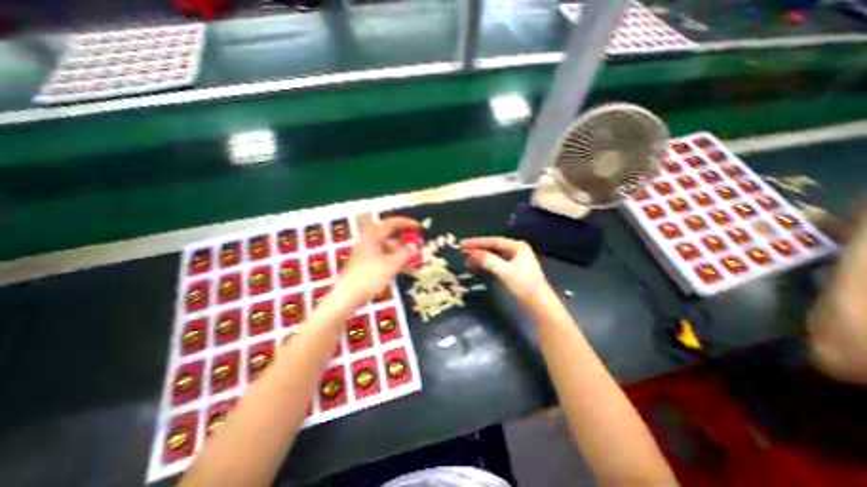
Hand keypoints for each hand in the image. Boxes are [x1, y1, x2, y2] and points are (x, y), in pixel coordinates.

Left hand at [338, 217, 419, 304]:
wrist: (348, 296)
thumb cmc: (369, 277)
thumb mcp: (391, 265)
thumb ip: (405, 253)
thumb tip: (414, 246)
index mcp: (373, 236)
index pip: (392, 223)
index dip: (407, 223)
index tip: (419, 227)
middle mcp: (369, 240)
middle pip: (390, 235)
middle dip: (405, 239)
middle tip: (417, 244)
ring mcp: (367, 252)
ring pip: (388, 247)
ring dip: (402, 252)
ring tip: (415, 259)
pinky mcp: (367, 263)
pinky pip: (385, 257)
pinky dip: (396, 260)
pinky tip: (407, 268)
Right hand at [460, 236, 553, 307]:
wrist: (540, 306)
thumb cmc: (524, 286)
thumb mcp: (505, 271)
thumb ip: (488, 261)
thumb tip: (471, 254)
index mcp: (517, 247)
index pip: (493, 241)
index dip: (477, 242)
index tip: (462, 244)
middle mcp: (516, 251)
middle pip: (493, 248)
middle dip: (478, 250)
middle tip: (462, 252)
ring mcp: (515, 262)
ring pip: (493, 257)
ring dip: (480, 258)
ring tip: (466, 261)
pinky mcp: (512, 272)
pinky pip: (495, 265)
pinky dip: (485, 266)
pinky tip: (476, 268)